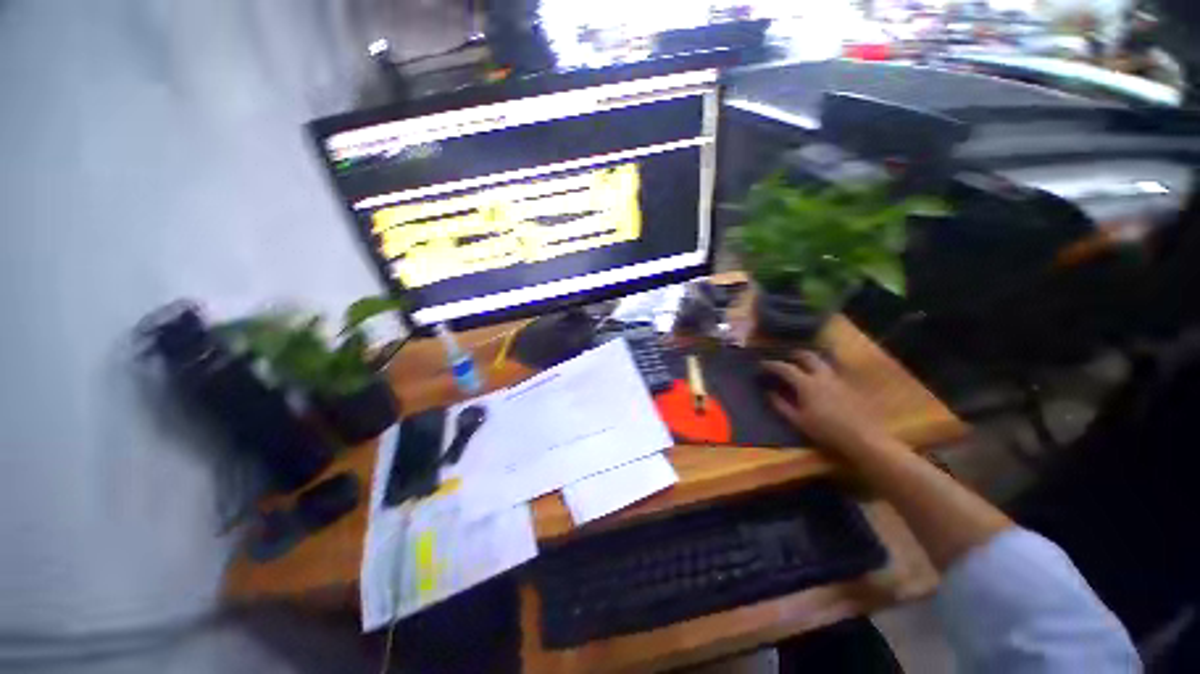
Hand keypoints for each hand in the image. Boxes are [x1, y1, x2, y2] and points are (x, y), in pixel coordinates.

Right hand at [761, 352, 895, 458]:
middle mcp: (822, 376)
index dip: (772, 365)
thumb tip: (769, 393)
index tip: (762, 364)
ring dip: (811, 360)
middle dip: (795, 355)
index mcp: (806, 384)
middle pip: (807, 357)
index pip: (785, 368)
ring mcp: (838, 379)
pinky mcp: (850, 386)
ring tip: (804, 365)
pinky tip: (822, 380)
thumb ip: (781, 405)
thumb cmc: (826, 430)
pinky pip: (833, 371)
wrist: (863, 438)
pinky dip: (823, 370)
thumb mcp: (798, 421)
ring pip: (823, 362)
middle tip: (787, 357)